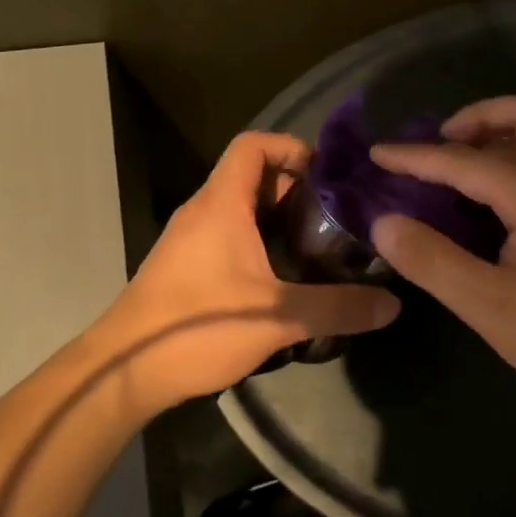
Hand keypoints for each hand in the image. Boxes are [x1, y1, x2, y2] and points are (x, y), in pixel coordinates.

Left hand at [98, 132, 400, 414]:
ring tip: (317, 243)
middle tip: (335, 214)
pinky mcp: (184, 267)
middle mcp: (202, 212)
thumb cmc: (198, 327)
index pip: (252, 145)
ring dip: (276, 217)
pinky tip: (282, 276)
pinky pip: (226, 235)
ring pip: (238, 208)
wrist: (123, 371)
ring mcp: (189, 240)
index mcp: (221, 205)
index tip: (327, 175)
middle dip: (294, 187)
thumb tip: (392, 305)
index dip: (291, 147)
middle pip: (250, 176)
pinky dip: (257, 240)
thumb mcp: (276, 318)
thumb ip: (337, 309)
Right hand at [369, 96, 515, 420]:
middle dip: (478, 117)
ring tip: (455, 169)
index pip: (462, 161)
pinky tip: (487, 205)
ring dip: (497, 137)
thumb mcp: (488, 305)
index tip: (376, 153)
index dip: (414, 156)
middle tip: (440, 144)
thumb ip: (433, 260)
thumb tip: (385, 222)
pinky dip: (511, 163)